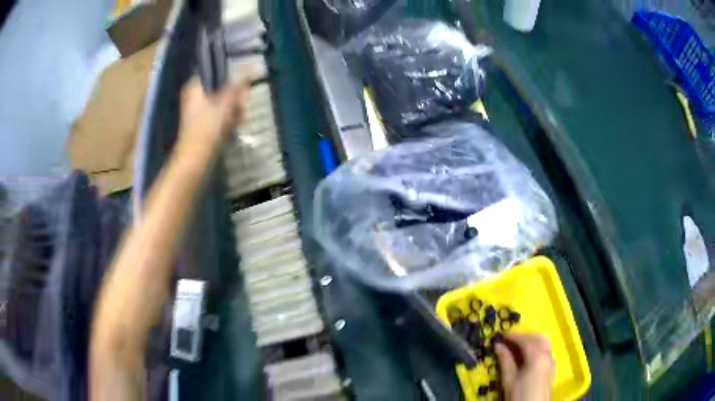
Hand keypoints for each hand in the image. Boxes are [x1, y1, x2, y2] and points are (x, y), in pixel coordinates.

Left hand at [179, 76, 250, 146]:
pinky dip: (226, 119)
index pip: (213, 71)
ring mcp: (197, 111)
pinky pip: (217, 115)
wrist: (195, 159)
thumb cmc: (207, 128)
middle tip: (242, 102)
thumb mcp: (225, 104)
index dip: (228, 75)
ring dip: (232, 108)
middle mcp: (193, 96)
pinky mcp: (202, 124)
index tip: (240, 82)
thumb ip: (236, 87)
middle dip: (232, 95)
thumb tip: (248, 71)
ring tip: (239, 117)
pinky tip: (234, 125)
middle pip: (218, 88)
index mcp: (194, 87)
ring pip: (220, 102)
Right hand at [495, 333, 554, 400]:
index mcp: (537, 356)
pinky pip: (545, 350)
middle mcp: (547, 354)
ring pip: (543, 343)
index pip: (525, 340)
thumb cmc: (519, 395)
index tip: (500, 335)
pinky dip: (535, 347)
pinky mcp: (551, 367)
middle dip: (523, 336)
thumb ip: (505, 360)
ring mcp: (551, 360)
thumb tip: (498, 346)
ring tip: (515, 347)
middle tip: (508, 340)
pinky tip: (525, 356)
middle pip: (537, 338)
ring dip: (530, 341)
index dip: (512, 336)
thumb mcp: (509, 379)